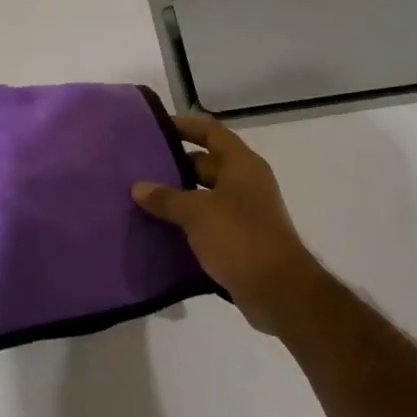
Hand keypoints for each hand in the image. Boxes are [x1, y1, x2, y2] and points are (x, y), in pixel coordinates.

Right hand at [132, 113, 323, 335]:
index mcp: (241, 164)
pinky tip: (161, 230)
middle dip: (174, 164)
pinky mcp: (241, 239)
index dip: (184, 126)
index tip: (155, 128)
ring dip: (178, 197)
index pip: (211, 132)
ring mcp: (245, 211)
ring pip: (205, 195)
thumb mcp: (197, 213)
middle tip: (139, 169)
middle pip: (206, 163)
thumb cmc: (240, 238)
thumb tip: (138, 187)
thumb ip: (166, 198)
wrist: (278, 291)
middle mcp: (246, 182)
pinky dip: (188, 223)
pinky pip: (209, 221)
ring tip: (143, 199)